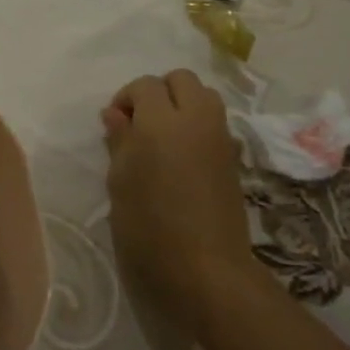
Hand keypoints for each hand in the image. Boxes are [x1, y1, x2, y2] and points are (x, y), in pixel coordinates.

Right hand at [100, 69, 263, 327]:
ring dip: (182, 105)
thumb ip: (119, 140)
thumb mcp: (120, 181)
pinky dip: (197, 126)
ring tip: (161, 137)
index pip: (145, 85)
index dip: (126, 98)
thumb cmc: (148, 225)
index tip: (115, 125)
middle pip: (182, 79)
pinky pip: (214, 123)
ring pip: (204, 96)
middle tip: (140, 123)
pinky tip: (180, 157)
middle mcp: (196, 120)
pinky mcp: (234, 159)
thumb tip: (116, 114)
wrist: (205, 270)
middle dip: (158, 91)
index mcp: (162, 121)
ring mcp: (220, 138)